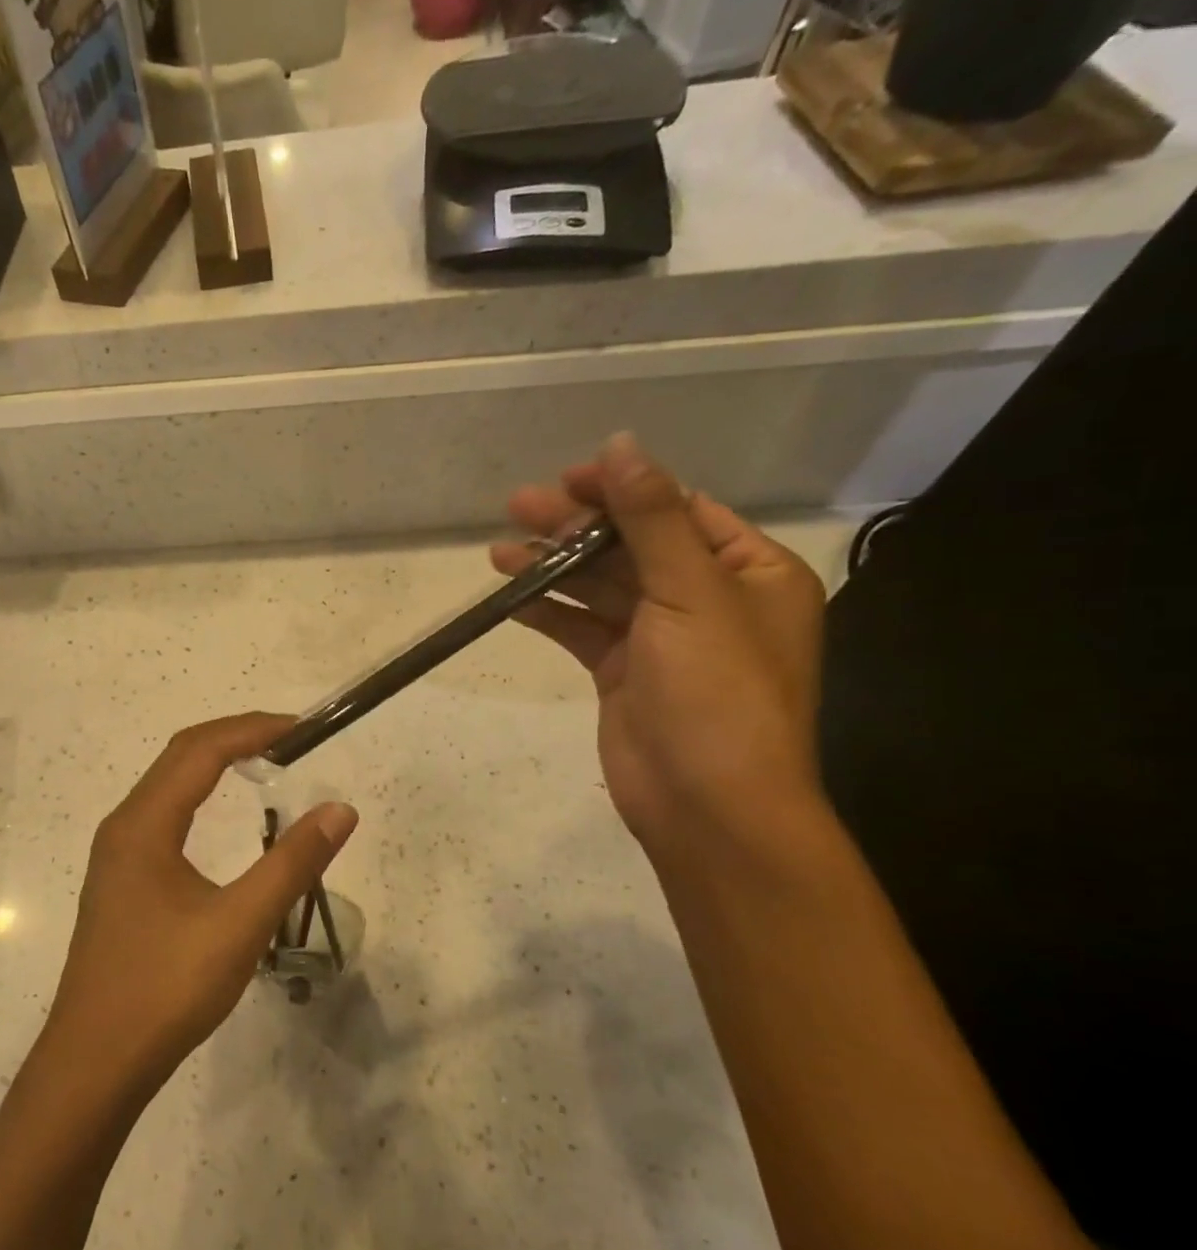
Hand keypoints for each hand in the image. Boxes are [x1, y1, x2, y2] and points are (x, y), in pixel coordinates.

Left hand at [43, 713, 357, 1098]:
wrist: (94, 1062)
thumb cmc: (165, 989)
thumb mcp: (239, 925)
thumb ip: (291, 864)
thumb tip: (340, 810)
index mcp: (144, 824)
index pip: (201, 750)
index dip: (253, 730)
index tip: (302, 728)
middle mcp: (123, 826)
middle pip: (180, 756)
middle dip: (235, 737)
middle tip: (290, 738)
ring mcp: (116, 854)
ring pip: (167, 784)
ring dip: (213, 763)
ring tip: (264, 764)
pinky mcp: (120, 880)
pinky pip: (162, 813)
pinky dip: (198, 794)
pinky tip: (220, 818)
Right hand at [490, 433, 825, 875]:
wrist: (707, 805)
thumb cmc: (717, 693)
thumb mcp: (690, 593)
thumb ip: (651, 519)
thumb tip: (621, 445)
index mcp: (749, 574)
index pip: (681, 511)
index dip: (624, 490)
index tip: (568, 478)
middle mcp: (708, 600)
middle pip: (633, 546)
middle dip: (577, 527)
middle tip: (519, 506)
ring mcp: (661, 639)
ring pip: (600, 587)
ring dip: (553, 567)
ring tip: (500, 549)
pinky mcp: (622, 672)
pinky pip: (581, 628)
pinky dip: (547, 610)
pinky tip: (508, 595)